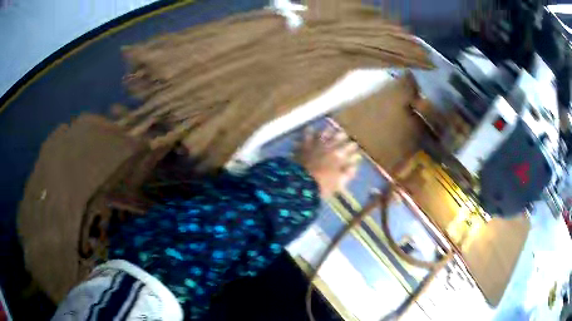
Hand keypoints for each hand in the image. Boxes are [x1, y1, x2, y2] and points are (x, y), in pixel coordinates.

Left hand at [295, 125, 359, 197]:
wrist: (300, 184)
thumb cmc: (322, 186)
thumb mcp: (339, 183)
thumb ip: (348, 174)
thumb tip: (354, 166)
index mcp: (339, 157)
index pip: (349, 149)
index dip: (353, 147)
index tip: (355, 145)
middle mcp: (328, 148)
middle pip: (338, 138)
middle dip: (342, 136)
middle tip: (344, 134)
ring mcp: (315, 146)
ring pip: (323, 134)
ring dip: (327, 130)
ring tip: (330, 127)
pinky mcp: (303, 146)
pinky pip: (306, 136)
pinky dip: (308, 132)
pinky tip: (309, 128)